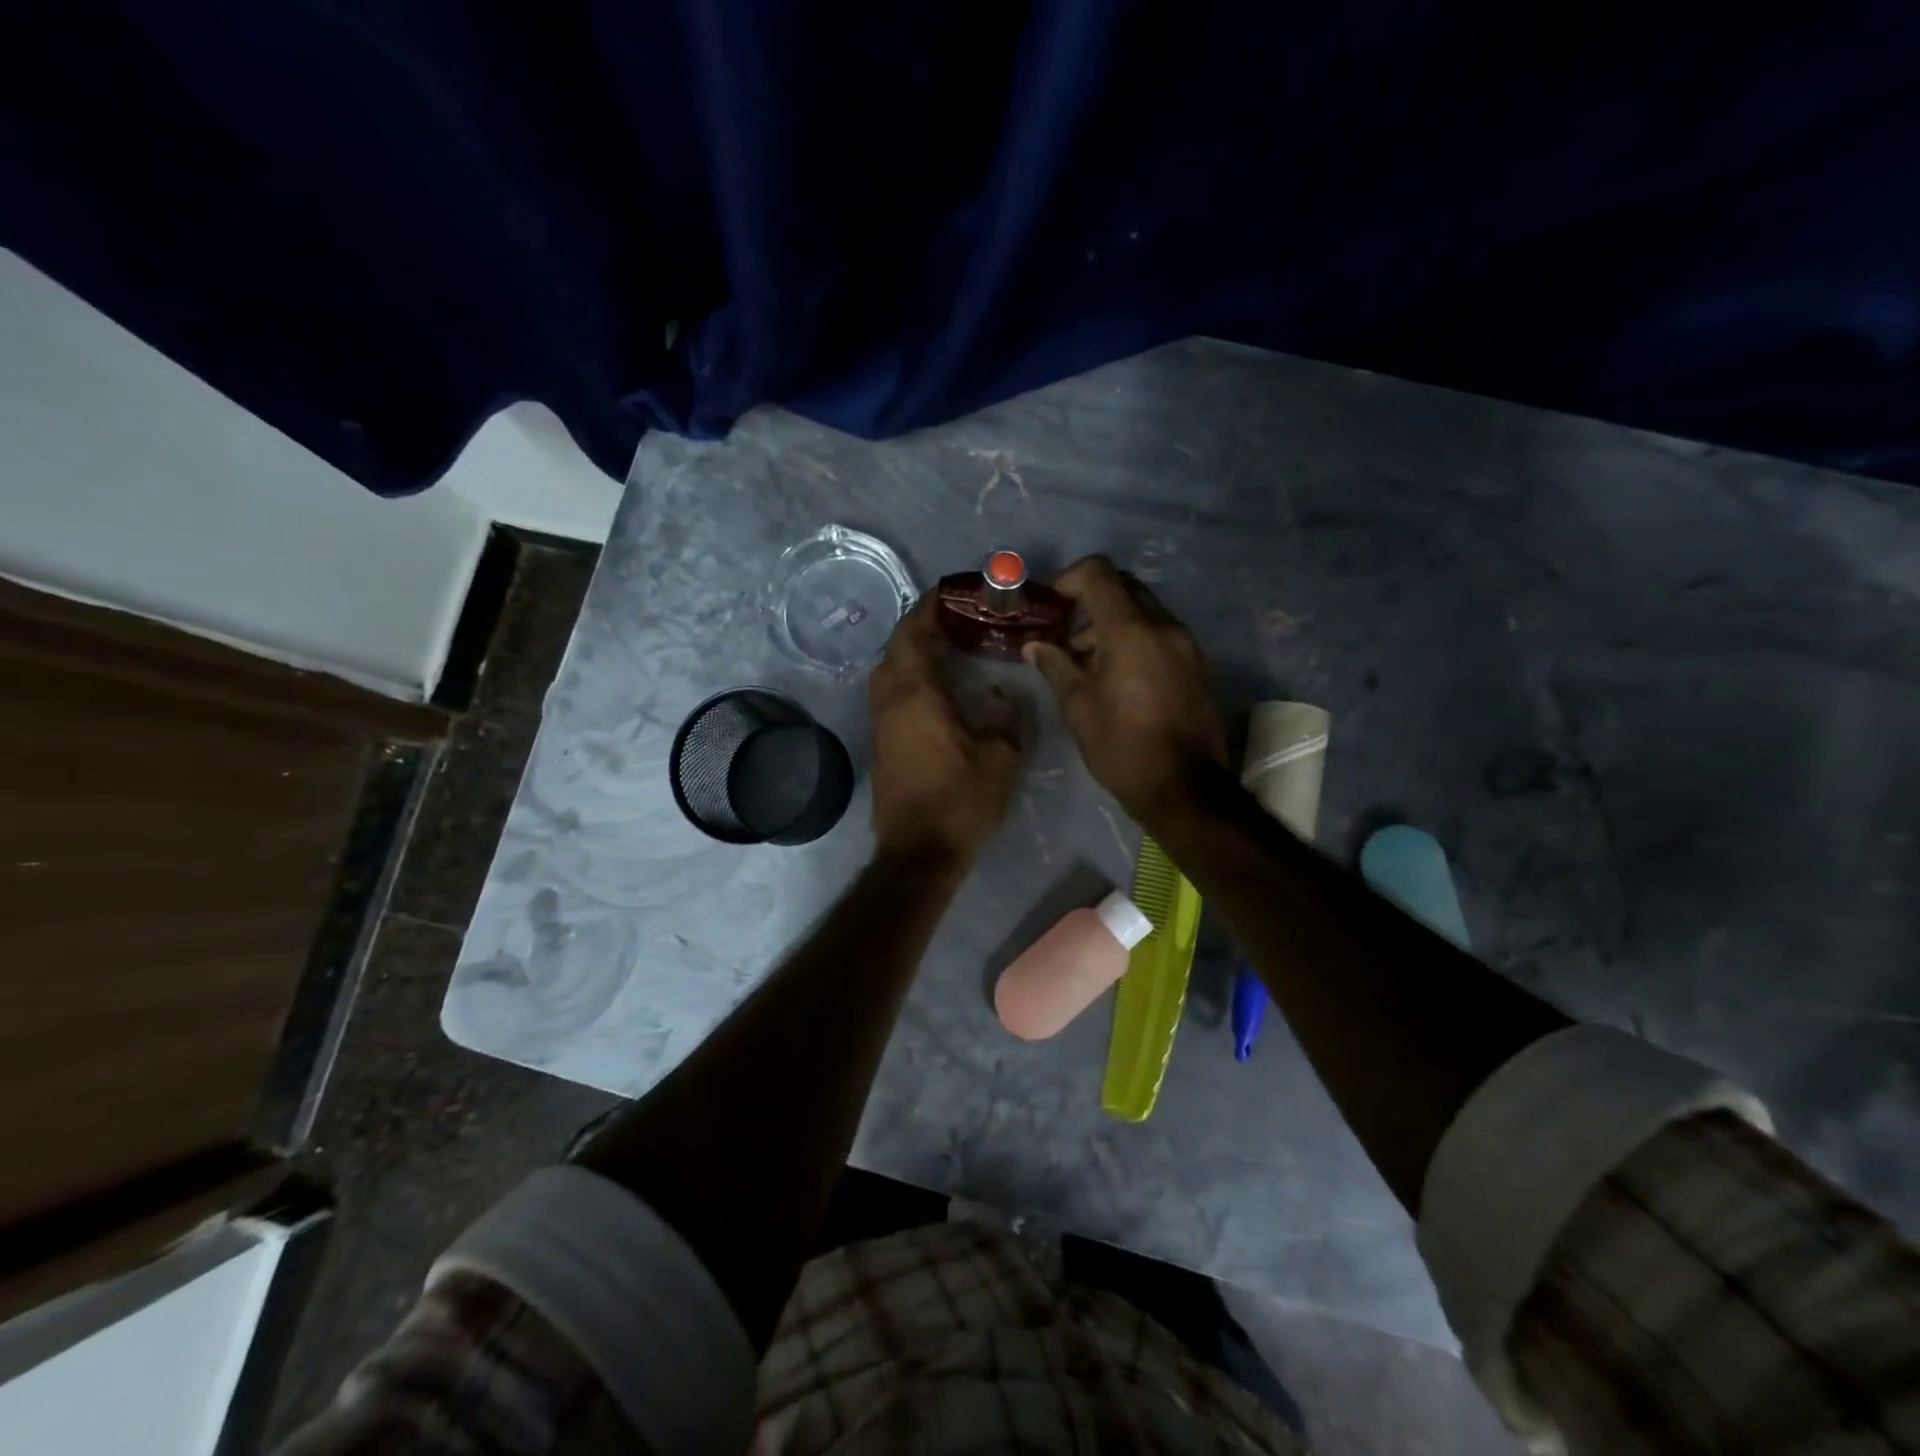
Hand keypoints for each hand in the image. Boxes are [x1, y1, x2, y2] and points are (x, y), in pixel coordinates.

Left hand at [869, 596, 1022, 864]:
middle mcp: (890, 699)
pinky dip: (911, 676)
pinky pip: (892, 692)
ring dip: (914, 651)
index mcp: (916, 692)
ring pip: (891, 670)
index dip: (931, 606)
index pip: (915, 631)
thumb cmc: (961, 801)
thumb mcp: (1000, 757)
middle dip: (924, 625)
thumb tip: (999, 692)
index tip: (955, 593)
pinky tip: (939, 686)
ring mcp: (881, 721)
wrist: (919, 852)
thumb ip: (1005, 715)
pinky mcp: (881, 742)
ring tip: (951, 647)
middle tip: (960, 620)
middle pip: (898, 646)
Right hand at [1024, 555, 1225, 826]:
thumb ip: (1056, 667)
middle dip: (1090, 602)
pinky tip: (1118, 676)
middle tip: (1066, 635)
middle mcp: (1164, 626)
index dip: (1068, 579)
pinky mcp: (1197, 664)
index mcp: (1131, 632)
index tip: (1051, 608)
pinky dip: (1135, 639)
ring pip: (1144, 610)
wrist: (1186, 789)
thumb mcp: (1079, 709)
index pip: (1098, 573)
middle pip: (1123, 587)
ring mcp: (1186, 644)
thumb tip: (1034, 645)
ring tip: (1087, 662)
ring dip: (1112, 622)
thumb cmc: (1123, 749)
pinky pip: (1161, 633)